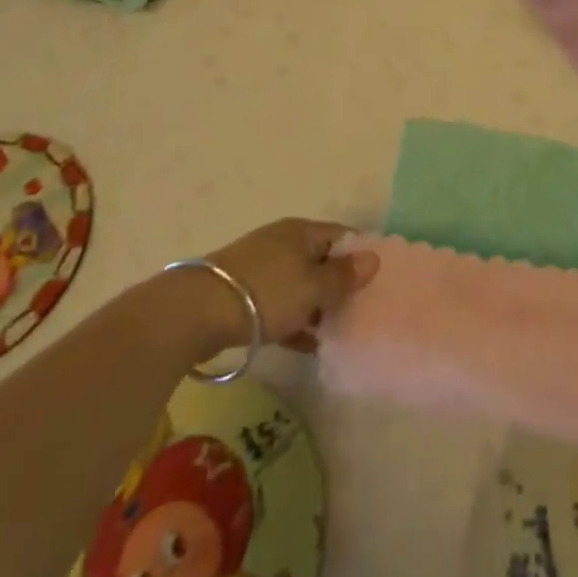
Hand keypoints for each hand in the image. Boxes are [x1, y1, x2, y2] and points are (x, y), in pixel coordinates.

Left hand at [201, 218, 378, 352]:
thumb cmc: (268, 292)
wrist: (199, 311)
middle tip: (359, 310)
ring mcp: (262, 267)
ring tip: (336, 332)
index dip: (361, 254)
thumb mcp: (313, 287)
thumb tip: (373, 258)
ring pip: (300, 284)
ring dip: (317, 306)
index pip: (342, 235)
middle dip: (339, 284)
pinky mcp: (244, 294)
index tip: (377, 280)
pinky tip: (307, 345)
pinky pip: (280, 304)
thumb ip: (343, 277)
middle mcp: (283, 242)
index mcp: (303, 231)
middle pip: (321, 260)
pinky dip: (295, 320)